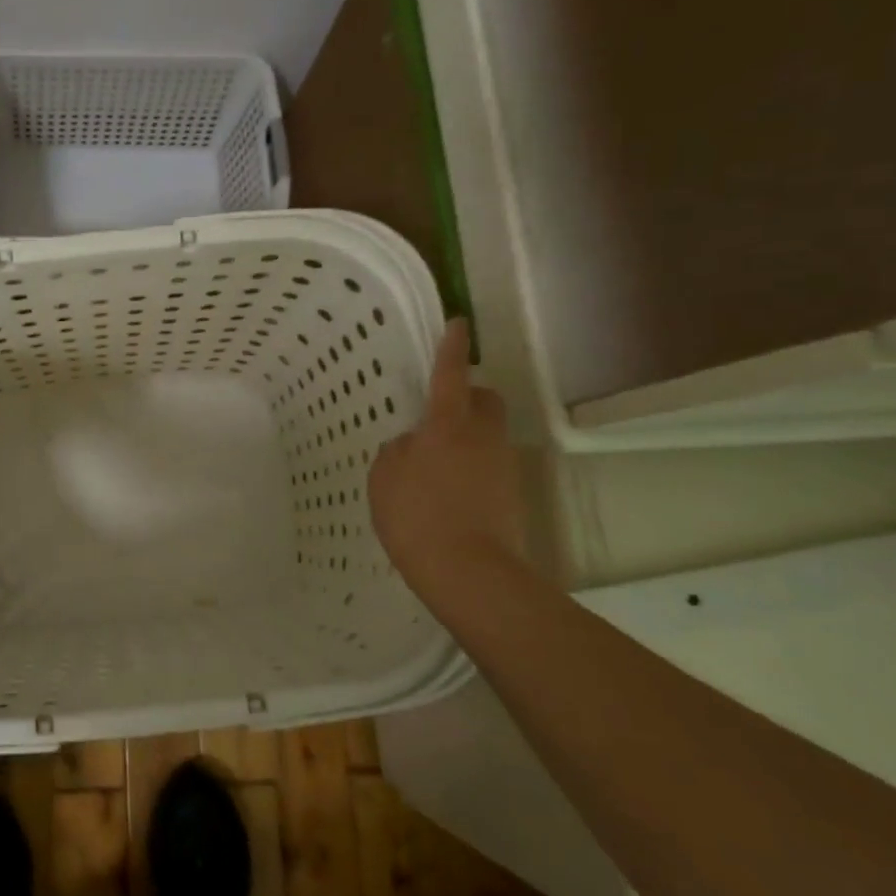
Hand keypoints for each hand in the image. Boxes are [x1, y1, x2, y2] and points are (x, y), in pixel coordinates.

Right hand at [368, 319, 524, 594]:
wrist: (469, 572)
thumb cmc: (417, 515)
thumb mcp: (384, 477)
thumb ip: (397, 451)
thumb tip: (412, 445)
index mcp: (447, 425)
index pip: (450, 375)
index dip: (451, 349)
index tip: (458, 323)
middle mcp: (482, 437)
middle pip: (486, 400)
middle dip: (470, 396)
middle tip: (440, 410)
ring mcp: (502, 467)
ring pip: (488, 435)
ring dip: (466, 436)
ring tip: (433, 461)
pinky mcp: (510, 495)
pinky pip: (488, 466)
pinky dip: (470, 468)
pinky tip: (445, 492)